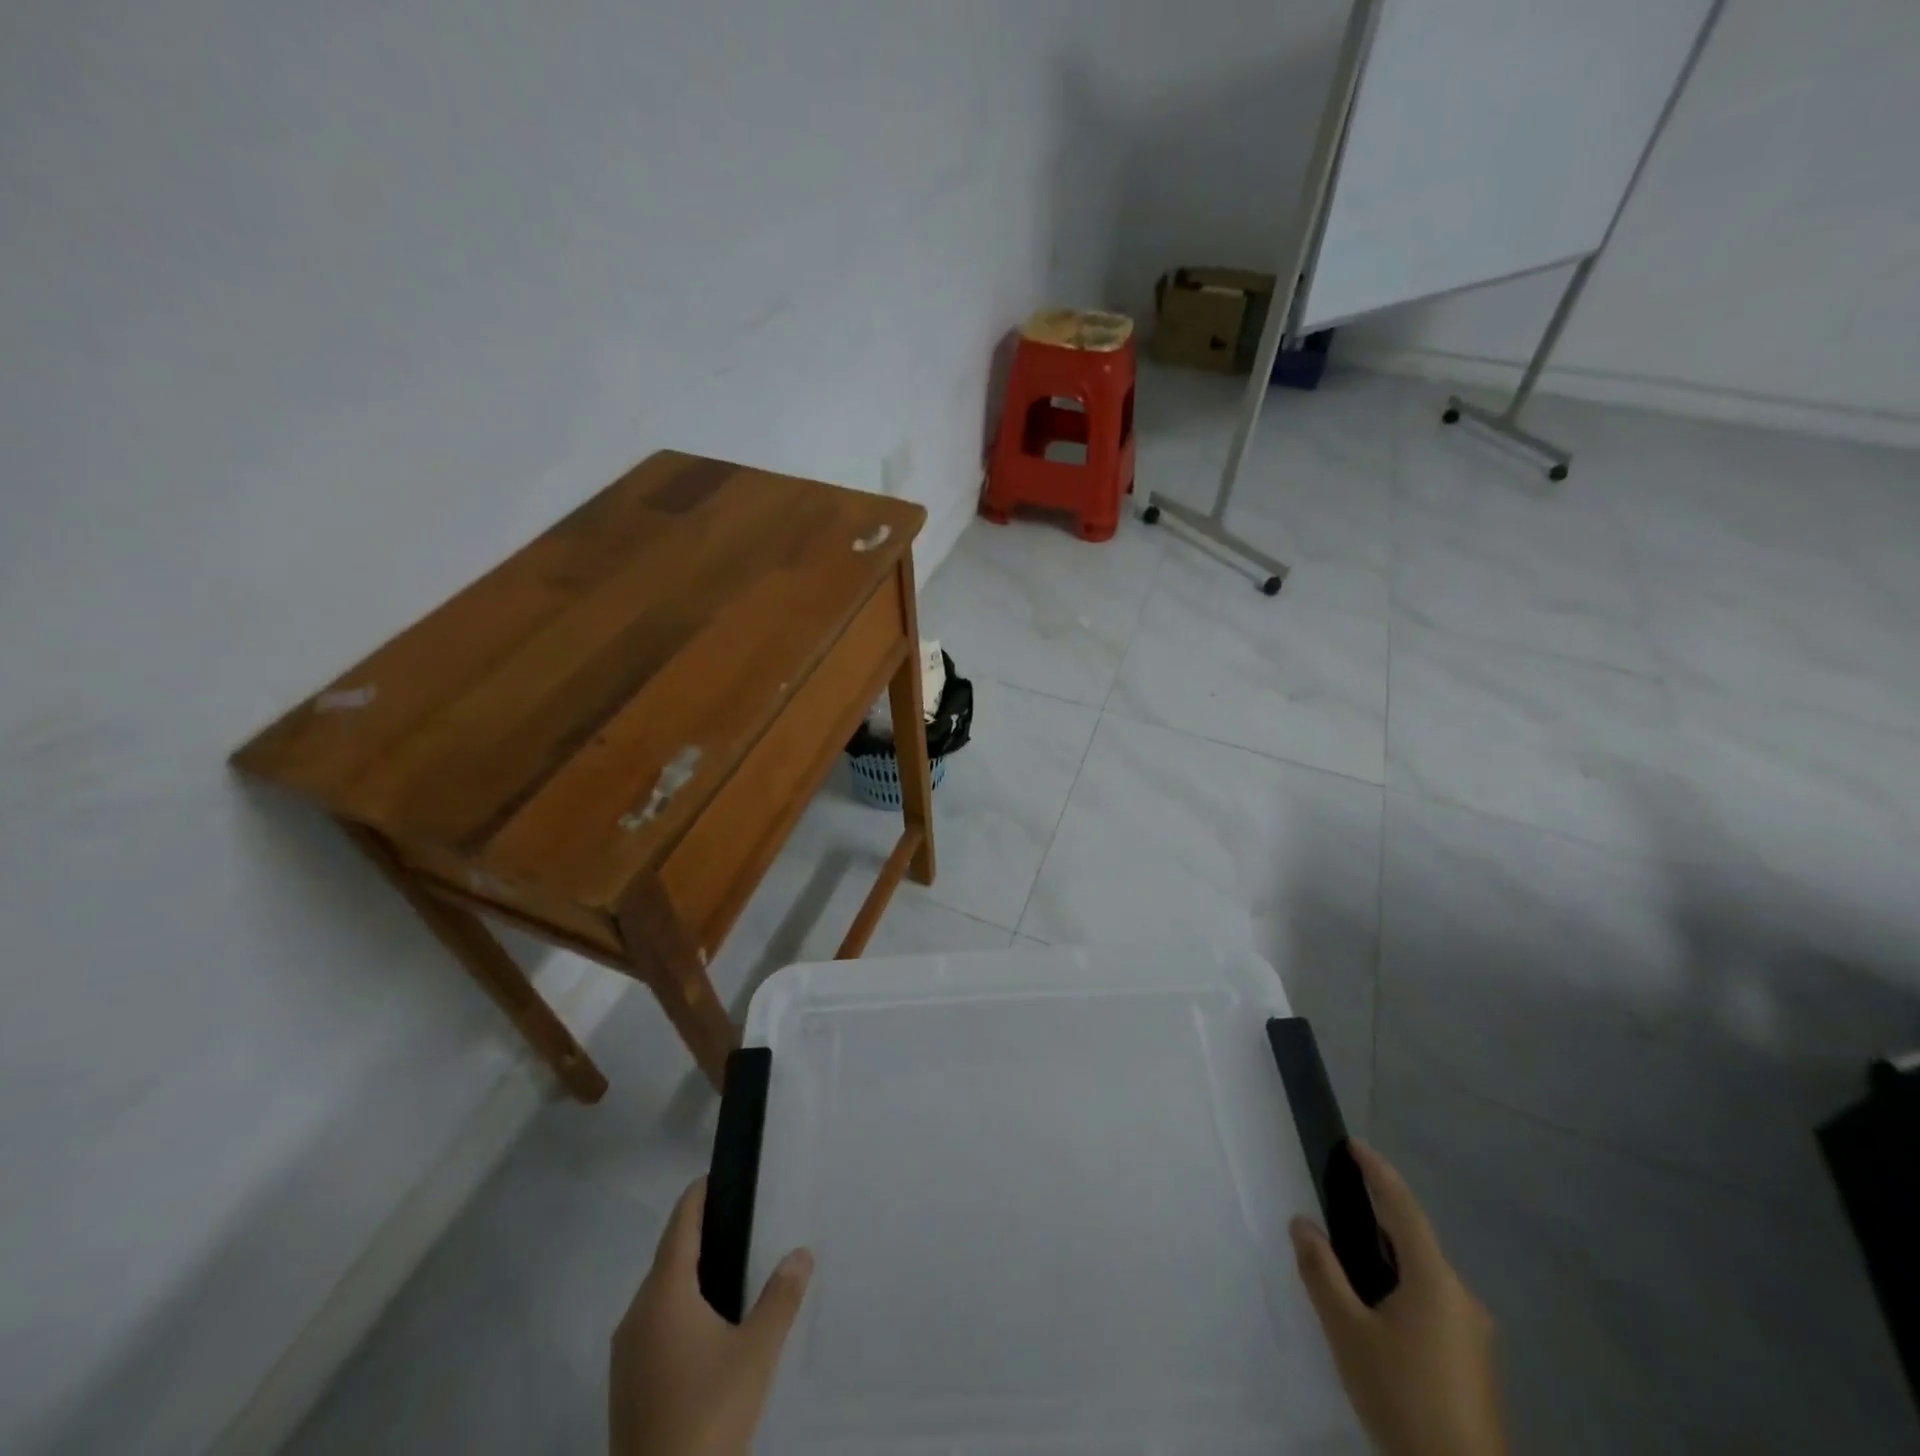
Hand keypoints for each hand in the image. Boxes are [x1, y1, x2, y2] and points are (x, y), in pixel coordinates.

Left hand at [610, 1177, 812, 1455]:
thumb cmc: (707, 1414)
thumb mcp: (756, 1352)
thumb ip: (781, 1297)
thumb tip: (802, 1251)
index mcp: (663, 1294)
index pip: (679, 1224)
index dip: (698, 1195)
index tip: (721, 1175)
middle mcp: (637, 1314)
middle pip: (669, 1257)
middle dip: (702, 1235)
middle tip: (743, 1221)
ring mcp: (626, 1353)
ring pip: (660, 1294)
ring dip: (691, 1275)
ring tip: (733, 1270)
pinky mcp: (627, 1385)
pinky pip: (655, 1326)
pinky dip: (680, 1309)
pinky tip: (710, 1327)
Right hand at [1291, 1142, 1506, 1455]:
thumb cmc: (1402, 1396)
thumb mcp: (1347, 1331)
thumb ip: (1322, 1271)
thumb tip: (1302, 1223)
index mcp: (1435, 1280)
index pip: (1403, 1207)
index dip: (1378, 1172)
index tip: (1353, 1145)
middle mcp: (1461, 1297)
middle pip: (1415, 1239)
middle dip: (1379, 1214)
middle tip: (1340, 1197)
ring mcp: (1472, 1332)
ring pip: (1423, 1274)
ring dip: (1388, 1255)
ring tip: (1349, 1255)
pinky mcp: (1472, 1361)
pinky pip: (1432, 1302)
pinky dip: (1401, 1286)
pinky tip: (1377, 1308)